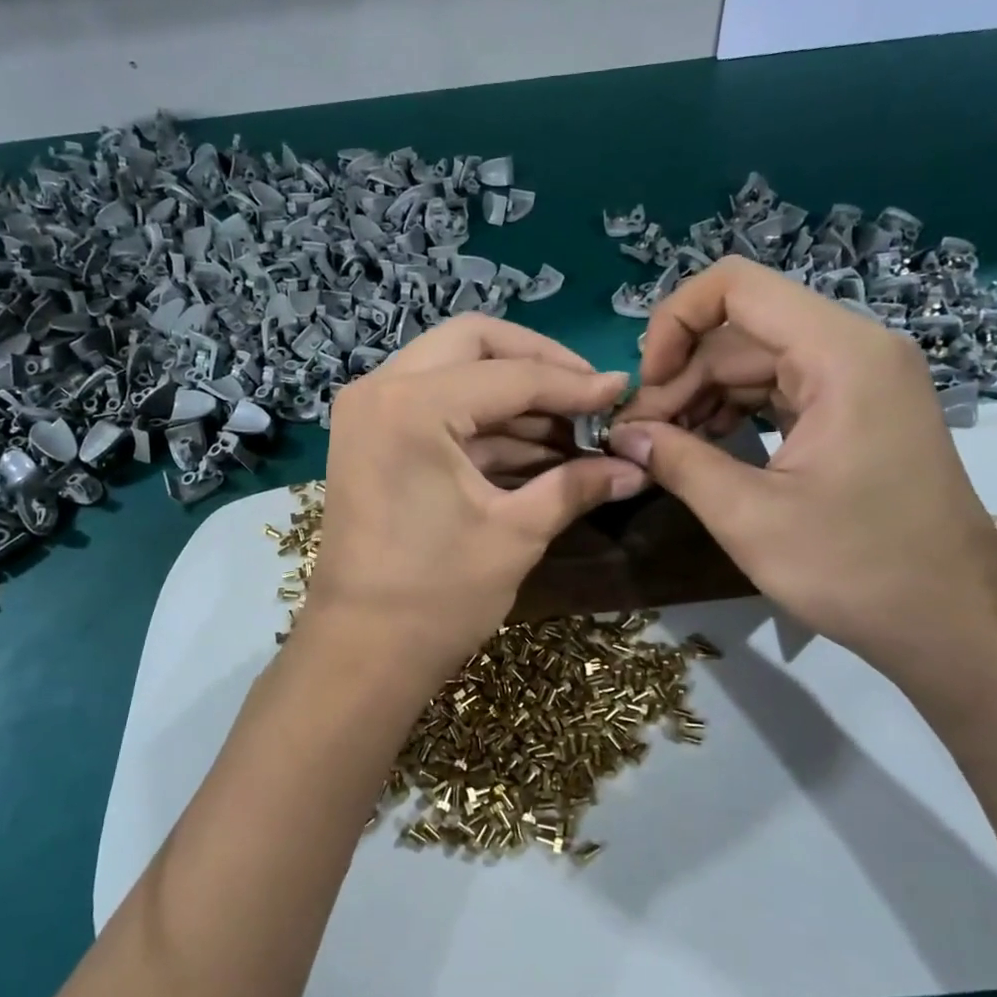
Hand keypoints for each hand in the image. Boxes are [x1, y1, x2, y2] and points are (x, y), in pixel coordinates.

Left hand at [304, 315, 646, 677]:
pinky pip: (436, 406)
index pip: (511, 374)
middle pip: (473, 342)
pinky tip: (537, 447)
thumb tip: (636, 466)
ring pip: (453, 370)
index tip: (624, 392)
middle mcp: (380, 388)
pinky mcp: (371, 438)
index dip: (576, 384)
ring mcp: (369, 411)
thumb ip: (576, 486)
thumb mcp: (516, 535)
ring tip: (574, 428)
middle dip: (537, 363)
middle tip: (587, 395)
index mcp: (412, 405)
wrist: (361, 653)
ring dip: (512, 395)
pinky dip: (484, 421)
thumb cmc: (436, 598)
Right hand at [611, 261, 996, 679]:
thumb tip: (623, 434)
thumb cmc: (856, 569)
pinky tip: (701, 450)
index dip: (673, 323)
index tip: (645, 388)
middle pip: (739, 332)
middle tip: (638, 439)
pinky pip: (778, 390)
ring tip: (662, 449)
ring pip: (754, 361)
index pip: (736, 286)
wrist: (954, 625)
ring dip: (700, 398)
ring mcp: (859, 381)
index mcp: (840, 355)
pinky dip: (732, 413)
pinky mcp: (856, 412)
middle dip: (680, 378)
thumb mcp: (749, 517)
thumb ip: (678, 462)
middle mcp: (854, 349)